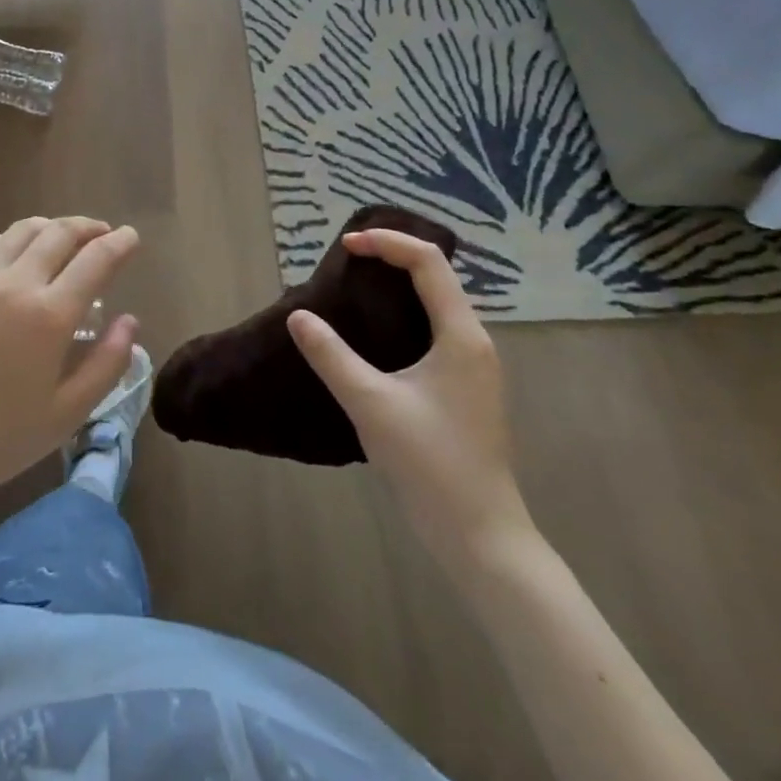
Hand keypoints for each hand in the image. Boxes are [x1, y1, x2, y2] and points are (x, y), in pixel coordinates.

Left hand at [0, 217, 140, 511]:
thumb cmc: (0, 437)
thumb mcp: (68, 413)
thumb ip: (107, 363)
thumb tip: (130, 322)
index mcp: (49, 315)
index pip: (95, 260)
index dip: (119, 243)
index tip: (131, 237)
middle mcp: (15, 283)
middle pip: (59, 233)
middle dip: (88, 227)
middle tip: (103, 233)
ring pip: (23, 230)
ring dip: (52, 227)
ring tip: (65, 237)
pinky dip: (15, 239)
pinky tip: (19, 252)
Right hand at [287, 229, 535, 576]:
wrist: (481, 537)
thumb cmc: (430, 464)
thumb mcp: (371, 404)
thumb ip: (331, 355)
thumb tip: (298, 317)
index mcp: (461, 335)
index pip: (427, 261)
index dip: (386, 242)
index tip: (345, 246)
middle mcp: (474, 341)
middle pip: (435, 276)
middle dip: (392, 257)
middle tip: (347, 260)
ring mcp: (473, 367)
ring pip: (437, 303)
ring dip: (399, 285)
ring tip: (356, 286)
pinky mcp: (465, 389)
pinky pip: (435, 330)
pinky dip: (405, 314)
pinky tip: (376, 334)